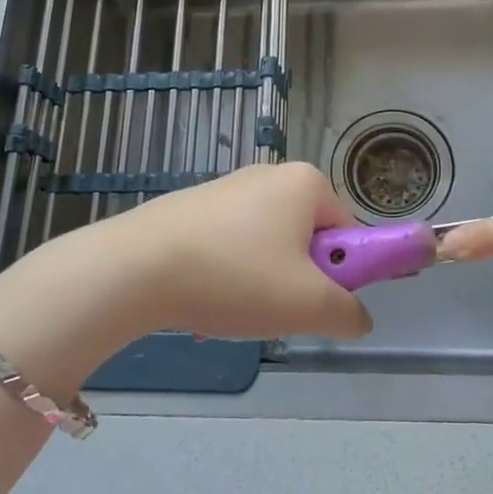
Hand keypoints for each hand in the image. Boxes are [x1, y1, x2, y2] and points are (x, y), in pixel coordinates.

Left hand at [0, 163, 372, 350]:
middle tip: (277, 311)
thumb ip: (348, 313)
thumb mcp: (308, 305)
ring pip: (267, 249)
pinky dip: (227, 278)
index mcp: (305, 183)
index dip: (342, 274)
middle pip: (307, 240)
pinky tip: (204, 303)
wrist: (135, 268)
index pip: (348, 232)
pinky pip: (230, 248)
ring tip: (233, 311)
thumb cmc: (236, 276)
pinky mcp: (192, 207)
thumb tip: (357, 318)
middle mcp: (269, 175)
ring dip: (261, 286)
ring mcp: (227, 188)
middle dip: (298, 282)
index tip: (317, 304)